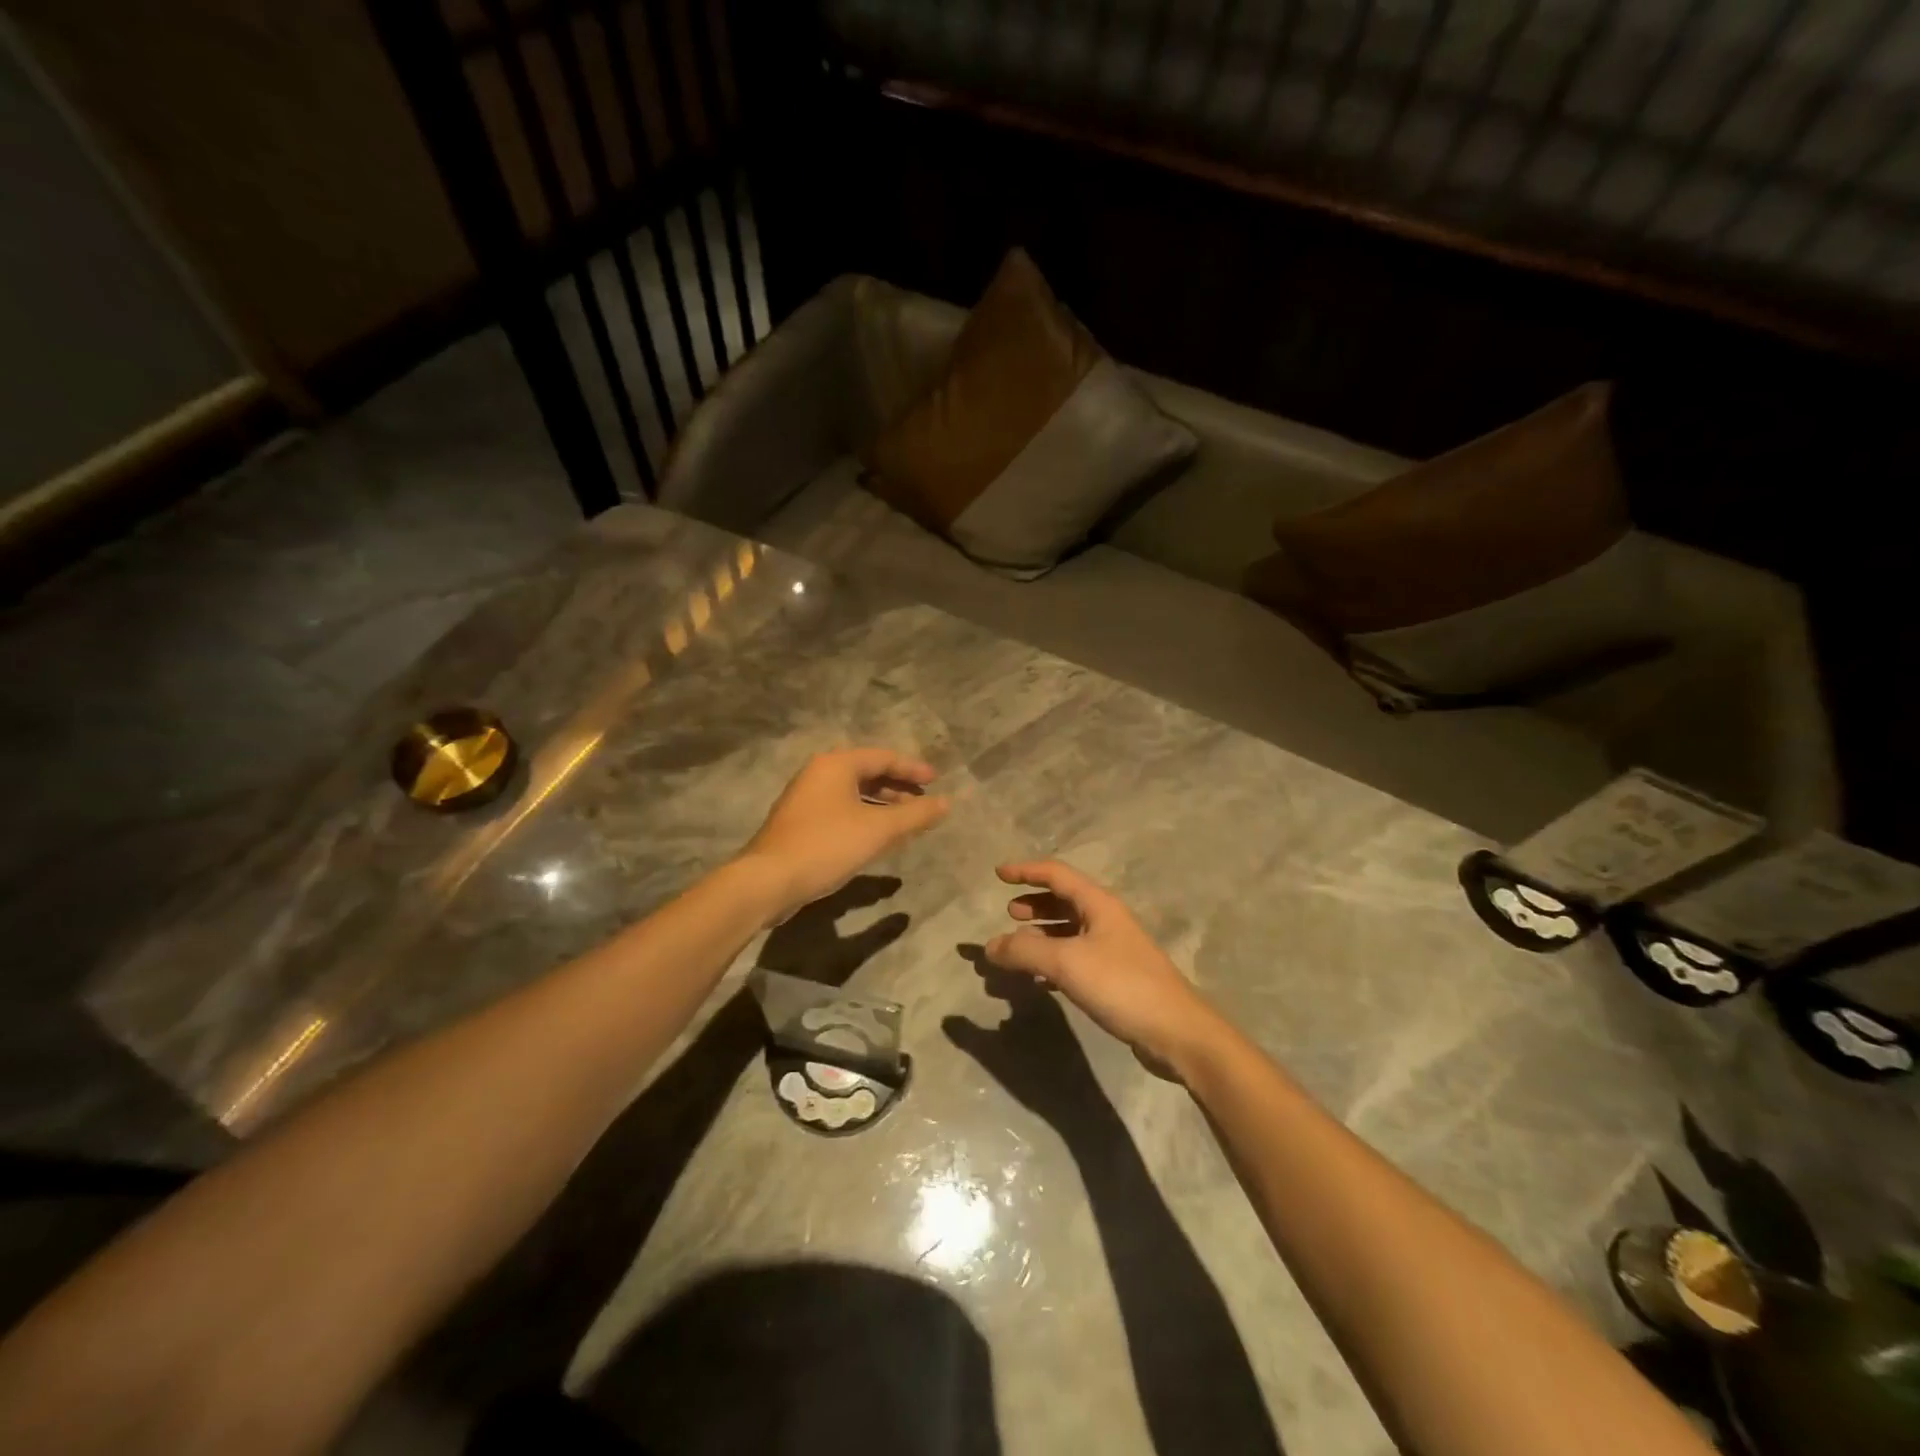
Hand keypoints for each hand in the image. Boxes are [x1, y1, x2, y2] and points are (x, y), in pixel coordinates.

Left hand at [738, 749, 949, 920]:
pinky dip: (863, 817)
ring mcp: (805, 798)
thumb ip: (915, 814)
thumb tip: (947, 802)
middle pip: (867, 773)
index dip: (913, 769)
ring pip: (853, 793)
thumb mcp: (879, 830)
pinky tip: (876, 838)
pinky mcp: (799, 822)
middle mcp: (818, 773)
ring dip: (882, 805)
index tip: (937, 782)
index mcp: (836, 764)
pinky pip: (840, 810)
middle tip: (923, 801)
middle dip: (898, 787)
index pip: (883, 757)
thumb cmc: (827, 845)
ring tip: (906, 821)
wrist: (768, 880)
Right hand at [986, 860, 1225, 1077]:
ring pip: (1070, 930)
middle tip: (1008, 911)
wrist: (1175, 1031)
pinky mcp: (1116, 976)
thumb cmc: (1121, 984)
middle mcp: (1107, 919)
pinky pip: (1076, 957)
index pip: (1057, 874)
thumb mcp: (1066, 963)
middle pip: (1065, 900)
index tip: (998, 873)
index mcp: (1098, 904)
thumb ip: (1024, 952)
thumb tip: (989, 946)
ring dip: (1042, 933)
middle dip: (1035, 903)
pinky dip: (1054, 960)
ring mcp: (1113, 948)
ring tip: (1017, 945)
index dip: (1026, 871)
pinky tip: (1040, 978)